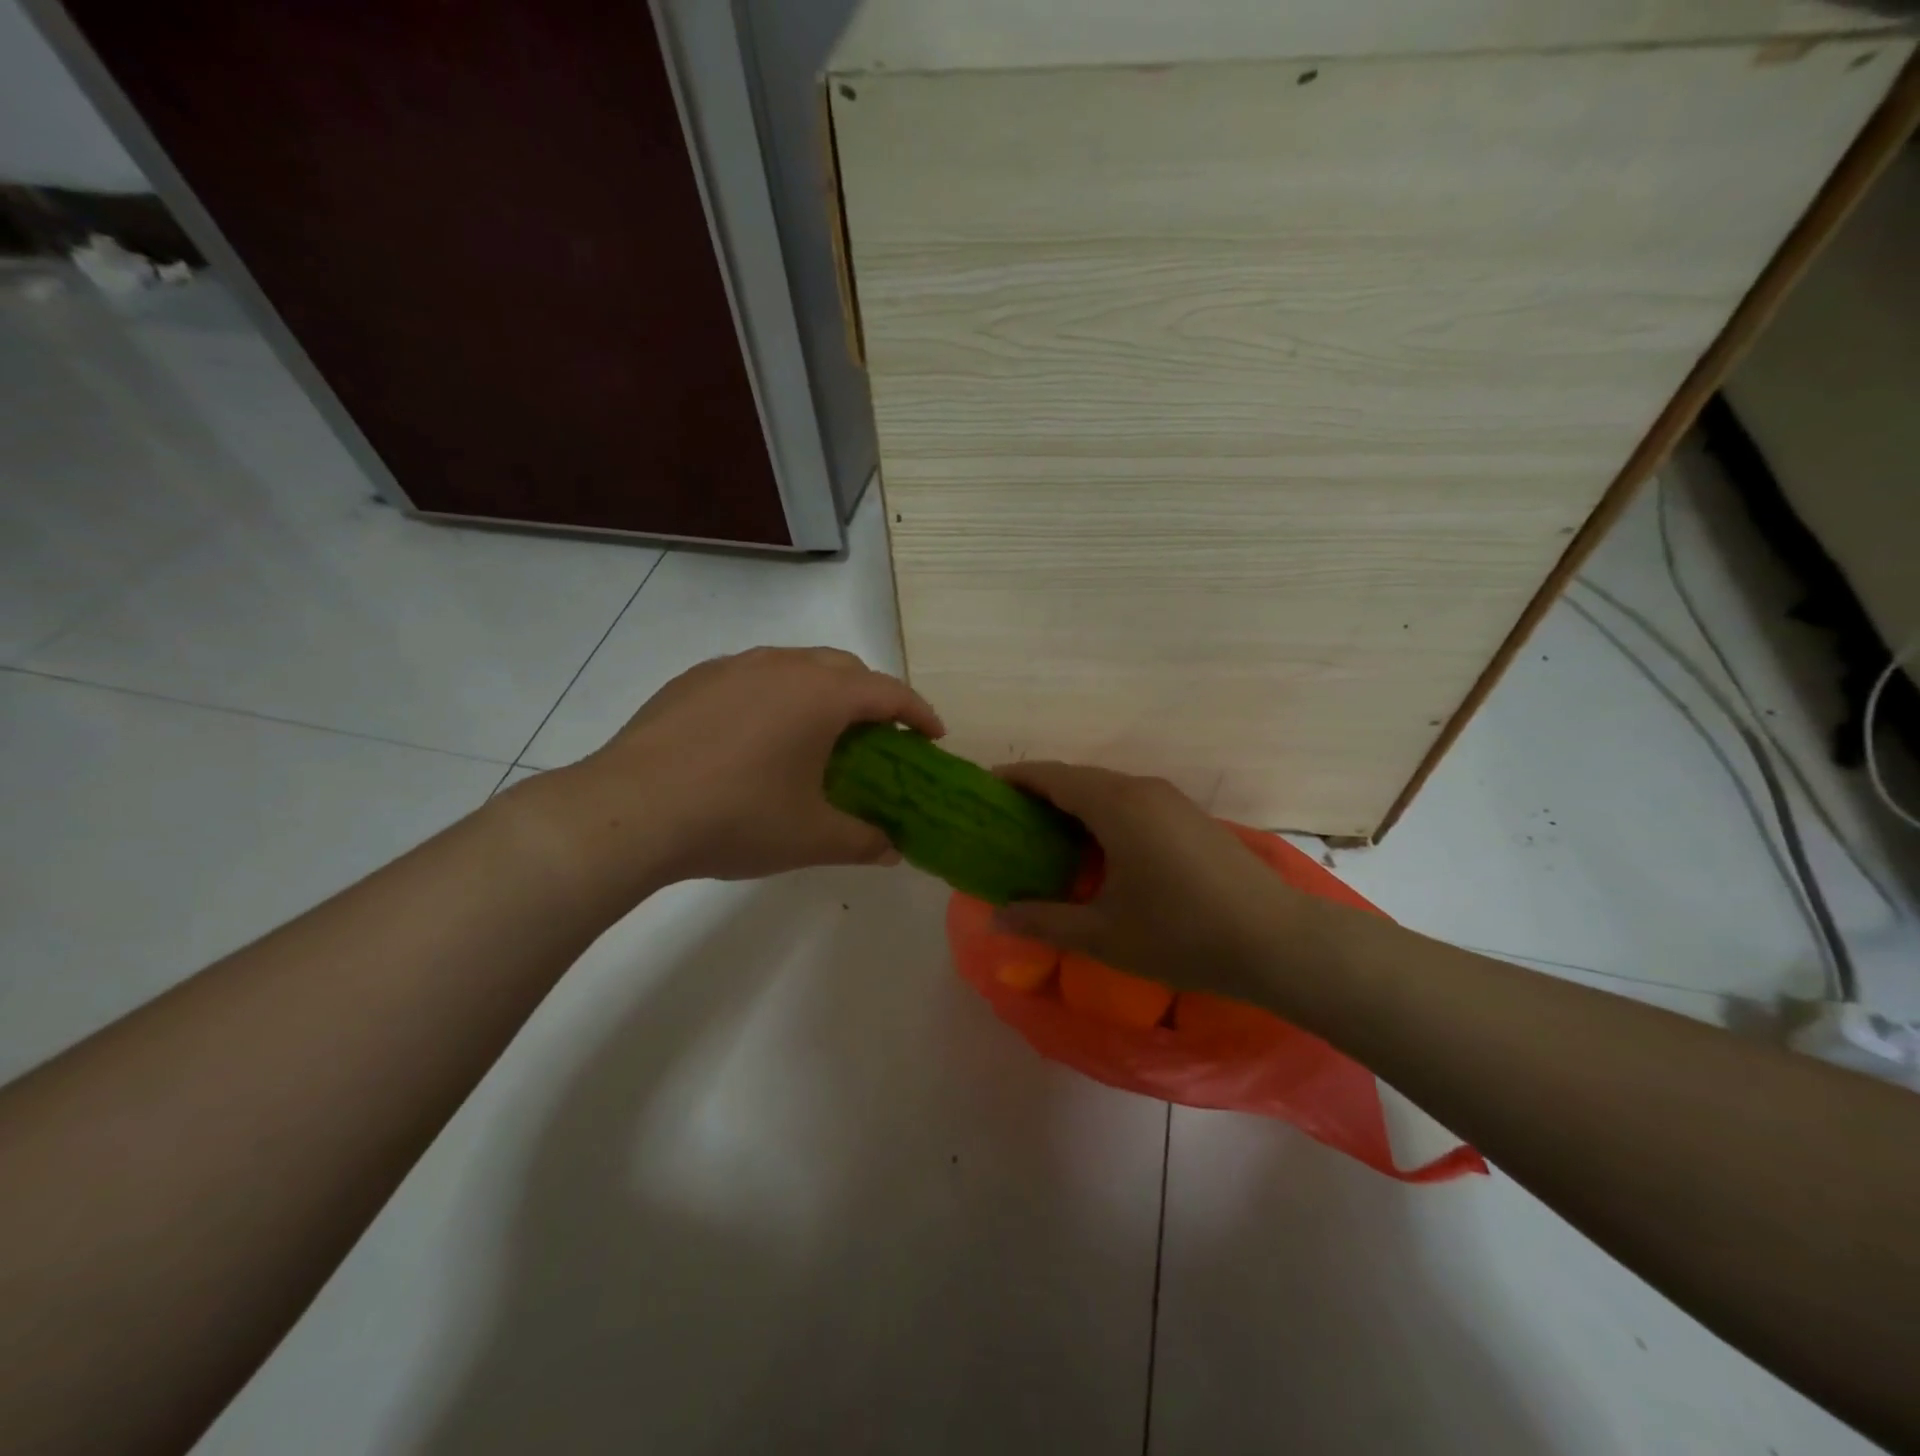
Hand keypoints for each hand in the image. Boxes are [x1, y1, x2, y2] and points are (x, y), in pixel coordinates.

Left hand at [532, 648, 943, 893]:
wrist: (629, 811)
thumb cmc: (737, 818)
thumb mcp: (811, 838)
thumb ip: (863, 841)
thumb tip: (892, 851)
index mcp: (821, 695)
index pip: (888, 692)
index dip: (918, 712)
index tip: (933, 735)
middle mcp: (782, 666)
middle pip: (845, 668)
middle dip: (871, 696)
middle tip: (878, 735)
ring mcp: (733, 667)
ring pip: (795, 665)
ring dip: (821, 690)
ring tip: (818, 731)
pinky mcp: (693, 679)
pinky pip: (752, 676)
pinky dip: (774, 695)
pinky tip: (757, 734)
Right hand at [991, 763, 1306, 995]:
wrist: (1278, 942)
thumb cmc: (1182, 934)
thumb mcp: (1103, 934)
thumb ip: (1044, 921)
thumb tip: (996, 918)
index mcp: (1116, 805)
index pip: (1052, 776)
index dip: (1015, 778)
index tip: (984, 789)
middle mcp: (1142, 790)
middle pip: (1079, 779)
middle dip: (1040, 794)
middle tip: (1007, 823)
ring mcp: (1172, 802)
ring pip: (1108, 790)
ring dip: (1074, 806)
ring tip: (1045, 839)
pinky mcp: (1191, 819)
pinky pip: (1132, 804)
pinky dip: (1103, 816)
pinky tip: (1098, 853)